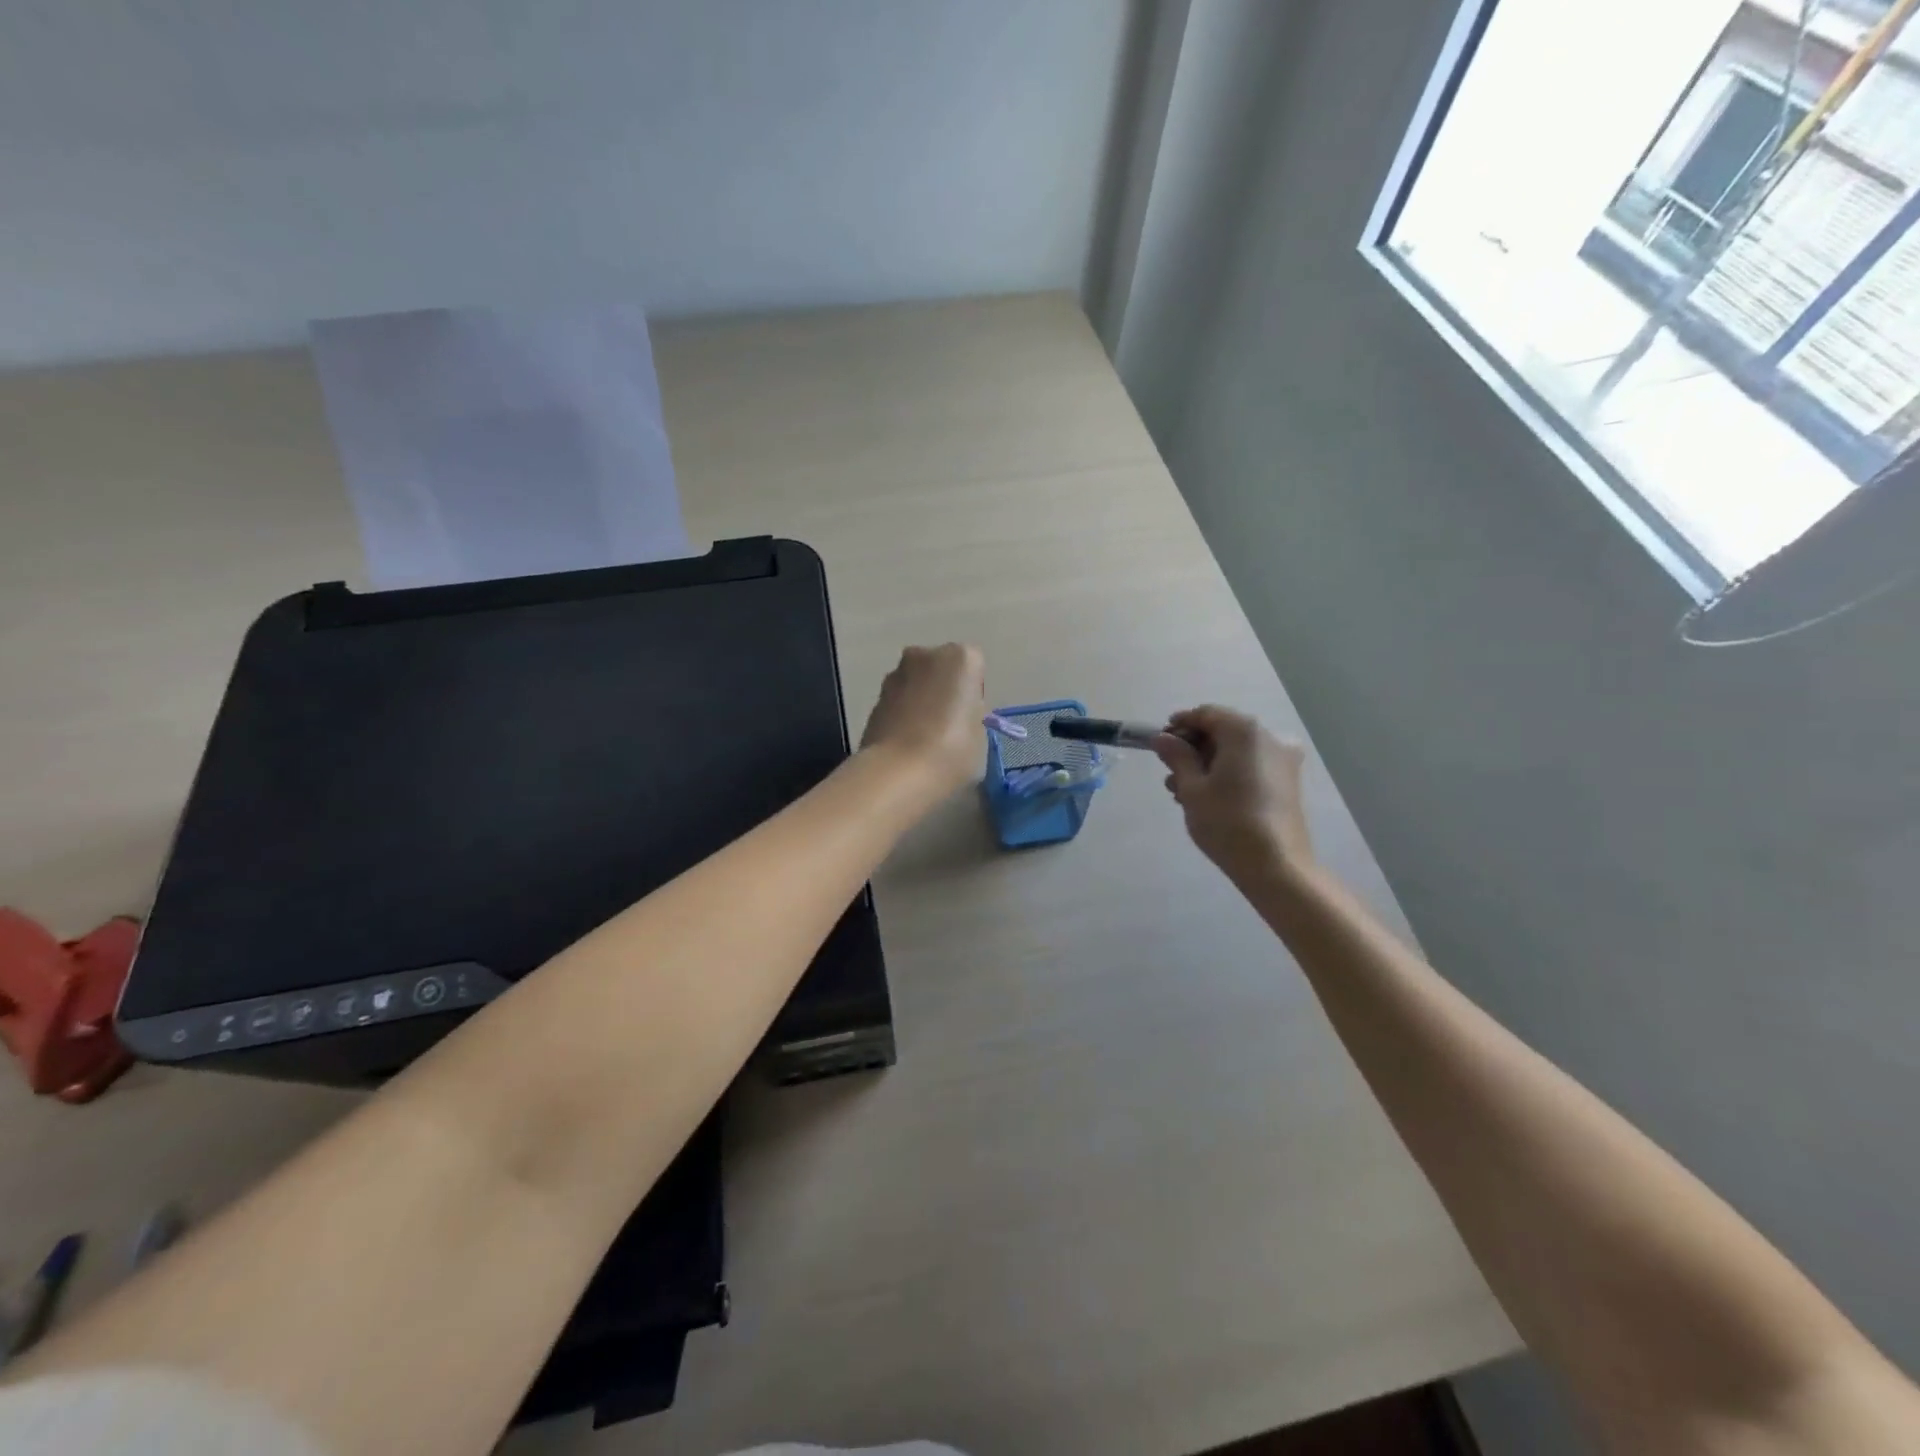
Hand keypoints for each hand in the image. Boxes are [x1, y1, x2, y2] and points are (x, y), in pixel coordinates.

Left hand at [859, 643, 987, 795]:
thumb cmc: (952, 750)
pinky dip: (902, 712)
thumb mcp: (979, 733)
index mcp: (961, 658)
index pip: (974, 667)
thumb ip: (970, 712)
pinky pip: (898, 699)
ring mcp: (896, 673)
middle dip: (943, 688)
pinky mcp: (875, 696)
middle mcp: (926, 655)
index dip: (973, 692)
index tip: (970, 715)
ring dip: (921, 698)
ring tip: (924, 735)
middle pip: (941, 667)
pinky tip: (905, 740)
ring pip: (916, 681)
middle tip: (948, 723)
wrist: (897, 771)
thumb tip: (957, 713)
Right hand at [1153, 706, 1313, 884]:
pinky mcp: (1288, 781)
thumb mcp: (1192, 788)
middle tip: (1170, 771)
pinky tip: (1209, 797)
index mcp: (1244, 731)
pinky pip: (1251, 765)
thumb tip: (1162, 738)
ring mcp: (1283, 760)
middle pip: (1223, 730)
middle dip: (1194, 747)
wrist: (1276, 865)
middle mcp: (1269, 737)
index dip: (1180, 725)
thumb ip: (1176, 757)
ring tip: (1183, 791)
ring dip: (1209, 763)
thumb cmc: (1227, 821)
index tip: (1159, 744)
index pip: (1206, 714)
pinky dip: (1228, 773)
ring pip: (1236, 750)